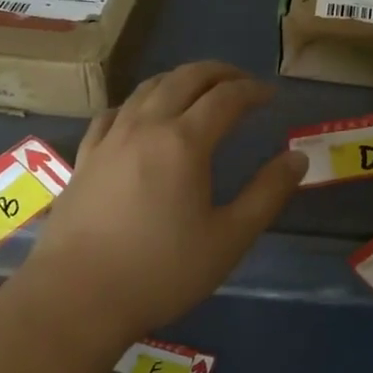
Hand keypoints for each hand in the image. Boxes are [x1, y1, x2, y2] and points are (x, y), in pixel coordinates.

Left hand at [16, 62, 305, 351]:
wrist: (75, 300)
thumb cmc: (160, 272)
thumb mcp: (228, 239)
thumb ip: (267, 194)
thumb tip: (297, 158)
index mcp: (185, 141)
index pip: (226, 97)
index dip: (252, 90)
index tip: (270, 96)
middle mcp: (147, 126)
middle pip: (186, 78)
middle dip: (219, 73)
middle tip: (241, 82)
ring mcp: (111, 138)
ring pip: (148, 87)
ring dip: (180, 79)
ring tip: (199, 90)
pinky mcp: (85, 157)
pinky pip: (114, 112)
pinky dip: (138, 102)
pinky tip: (141, 115)